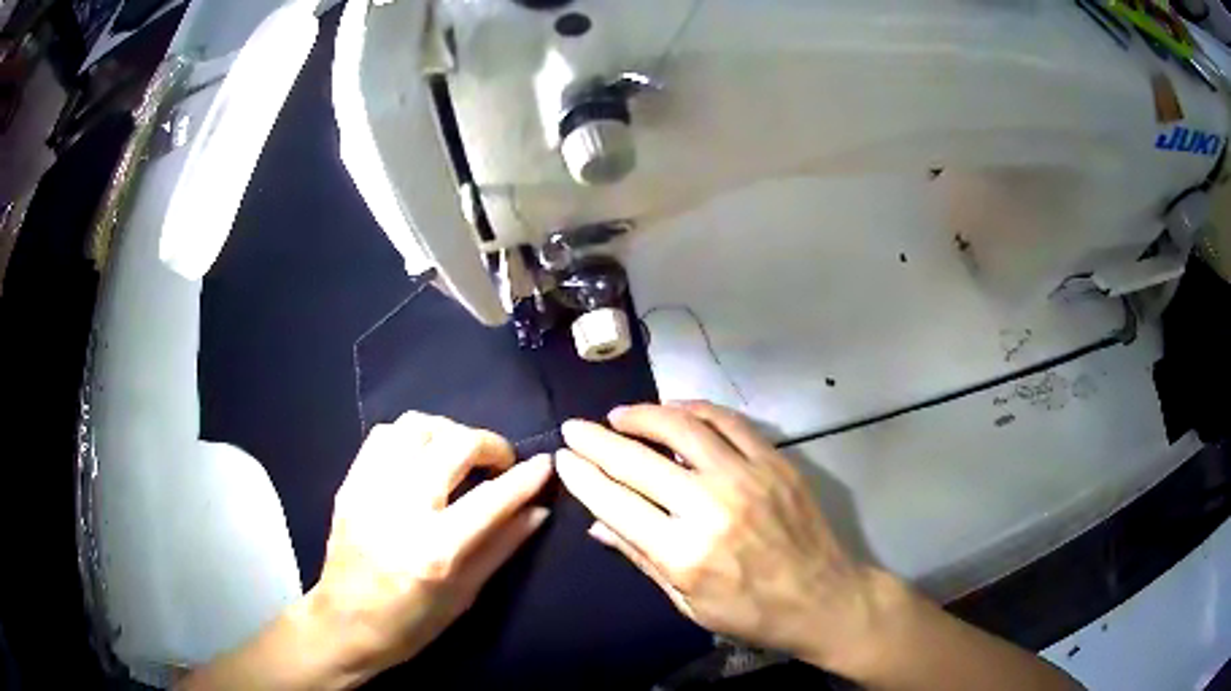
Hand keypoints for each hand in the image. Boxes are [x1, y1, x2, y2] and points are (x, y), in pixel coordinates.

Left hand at [307, 412, 553, 683]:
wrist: (344, 624)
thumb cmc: (411, 623)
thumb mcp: (465, 595)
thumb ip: (502, 546)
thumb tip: (538, 510)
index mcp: (435, 550)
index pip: (492, 498)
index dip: (525, 477)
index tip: (545, 463)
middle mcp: (401, 509)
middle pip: (454, 445)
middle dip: (490, 444)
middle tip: (501, 461)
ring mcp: (370, 490)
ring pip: (416, 427)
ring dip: (449, 432)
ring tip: (460, 454)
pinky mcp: (350, 483)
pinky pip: (384, 435)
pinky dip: (412, 436)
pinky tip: (422, 456)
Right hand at [555, 402, 883, 670]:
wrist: (822, 598)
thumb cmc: (750, 612)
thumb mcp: (687, 601)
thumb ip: (641, 556)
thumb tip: (597, 524)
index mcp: (682, 553)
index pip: (615, 501)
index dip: (582, 475)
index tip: (563, 456)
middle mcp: (709, 507)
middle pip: (638, 460)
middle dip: (596, 439)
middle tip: (575, 426)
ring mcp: (746, 478)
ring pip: (682, 427)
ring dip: (643, 415)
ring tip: (620, 416)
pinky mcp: (774, 462)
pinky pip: (727, 421)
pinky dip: (694, 409)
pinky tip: (675, 411)